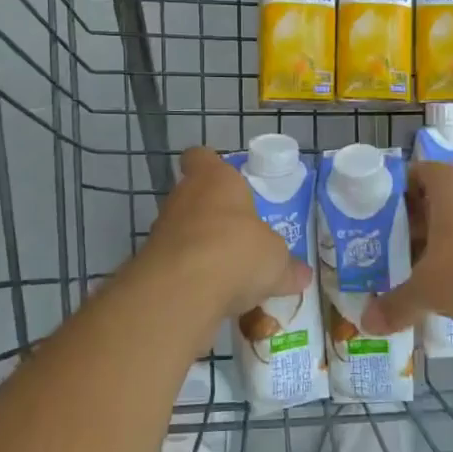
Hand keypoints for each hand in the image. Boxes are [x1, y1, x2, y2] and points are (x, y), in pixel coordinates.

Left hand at [132, 147, 311, 325]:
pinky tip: (211, 294)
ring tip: (227, 270)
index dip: (210, 165)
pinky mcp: (150, 262)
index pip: (201, 157)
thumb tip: (302, 275)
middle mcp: (184, 196)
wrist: (182, 291)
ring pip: (183, 230)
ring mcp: (162, 229)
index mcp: (215, 180)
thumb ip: (287, 266)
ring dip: (200, 245)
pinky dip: (190, 274)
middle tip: (238, 235)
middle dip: (213, 214)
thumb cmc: (236, 251)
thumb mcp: (276, 261)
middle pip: (194, 196)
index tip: (226, 181)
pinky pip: (175, 263)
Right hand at [364, 160, 452, 338]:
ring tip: (411, 272)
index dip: (395, 192)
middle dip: (412, 225)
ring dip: (437, 246)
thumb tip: (366, 323)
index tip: (375, 217)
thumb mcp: (427, 290)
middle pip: (436, 201)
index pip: (418, 173)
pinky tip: (446, 290)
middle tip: (385, 249)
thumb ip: (395, 304)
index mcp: (451, 185)